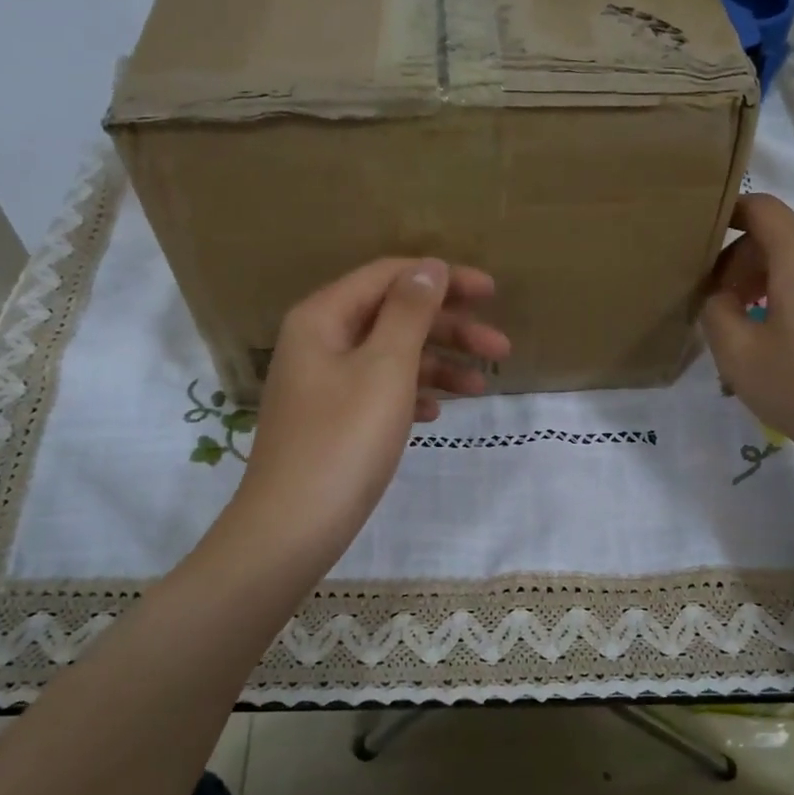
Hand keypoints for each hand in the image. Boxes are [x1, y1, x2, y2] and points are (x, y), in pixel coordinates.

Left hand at [228, 258, 509, 574]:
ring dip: (438, 365)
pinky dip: (411, 394)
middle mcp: (320, 341)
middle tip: (501, 349)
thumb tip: (430, 267)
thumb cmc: (343, 441)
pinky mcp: (331, 419)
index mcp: (324, 317)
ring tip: (483, 389)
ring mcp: (324, 383)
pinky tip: (437, 412)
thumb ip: (409, 312)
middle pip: (393, 316)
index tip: (492, 294)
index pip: (389, 277)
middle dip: (450, 329)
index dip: (443, 279)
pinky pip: (379, 390)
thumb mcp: (385, 368)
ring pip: (391, 357)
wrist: (292, 528)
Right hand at [699, 195, 793, 493]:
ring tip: (768, 316)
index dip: (728, 216)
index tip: (703, 246)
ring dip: (783, 276)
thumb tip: (720, 296)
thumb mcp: (738, 356)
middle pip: (783, 237)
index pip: (760, 209)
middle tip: (726, 309)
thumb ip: (716, 312)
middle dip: (745, 264)